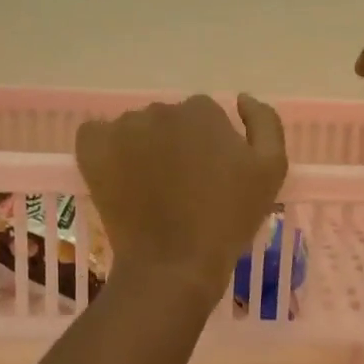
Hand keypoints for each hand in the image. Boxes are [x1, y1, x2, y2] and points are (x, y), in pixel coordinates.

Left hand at [77, 95, 287, 300]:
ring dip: (142, 149)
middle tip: (181, 188)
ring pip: (136, 129)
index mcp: (203, 111)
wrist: (175, 264)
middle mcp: (161, 110)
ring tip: (149, 190)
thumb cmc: (228, 220)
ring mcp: (123, 128)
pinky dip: (105, 151)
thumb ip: (265, 124)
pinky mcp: (92, 148)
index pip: (206, 117)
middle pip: (170, 121)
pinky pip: (97, 136)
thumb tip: (241, 99)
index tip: (210, 177)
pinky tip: (118, 178)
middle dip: (176, 146)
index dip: (209, 147)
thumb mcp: (271, 170)